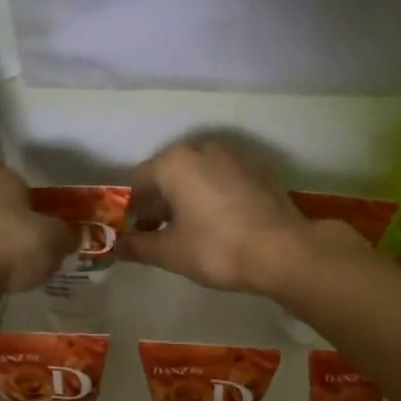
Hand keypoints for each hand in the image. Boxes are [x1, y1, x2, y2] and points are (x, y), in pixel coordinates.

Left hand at [0, 165, 76, 293]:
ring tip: (23, 264)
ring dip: (0, 242)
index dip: (30, 193)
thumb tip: (73, 234)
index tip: (44, 212)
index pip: (14, 176)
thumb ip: (67, 233)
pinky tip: (4, 277)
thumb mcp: (56, 238)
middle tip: (37, 239)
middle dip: (15, 219)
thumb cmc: (16, 242)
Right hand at [120, 136, 363, 294]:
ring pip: (197, 174)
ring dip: (186, 197)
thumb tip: (116, 247)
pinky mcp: (258, 169)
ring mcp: (234, 155)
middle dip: (158, 202)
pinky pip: (222, 178)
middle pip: (168, 173)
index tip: (132, 232)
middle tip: (156, 233)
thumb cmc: (217, 248)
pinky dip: (212, 194)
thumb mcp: (170, 253)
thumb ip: (139, 246)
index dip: (131, 208)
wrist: (284, 251)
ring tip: (186, 230)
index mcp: (174, 162)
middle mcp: (202, 147)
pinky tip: (216, 222)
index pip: (138, 181)